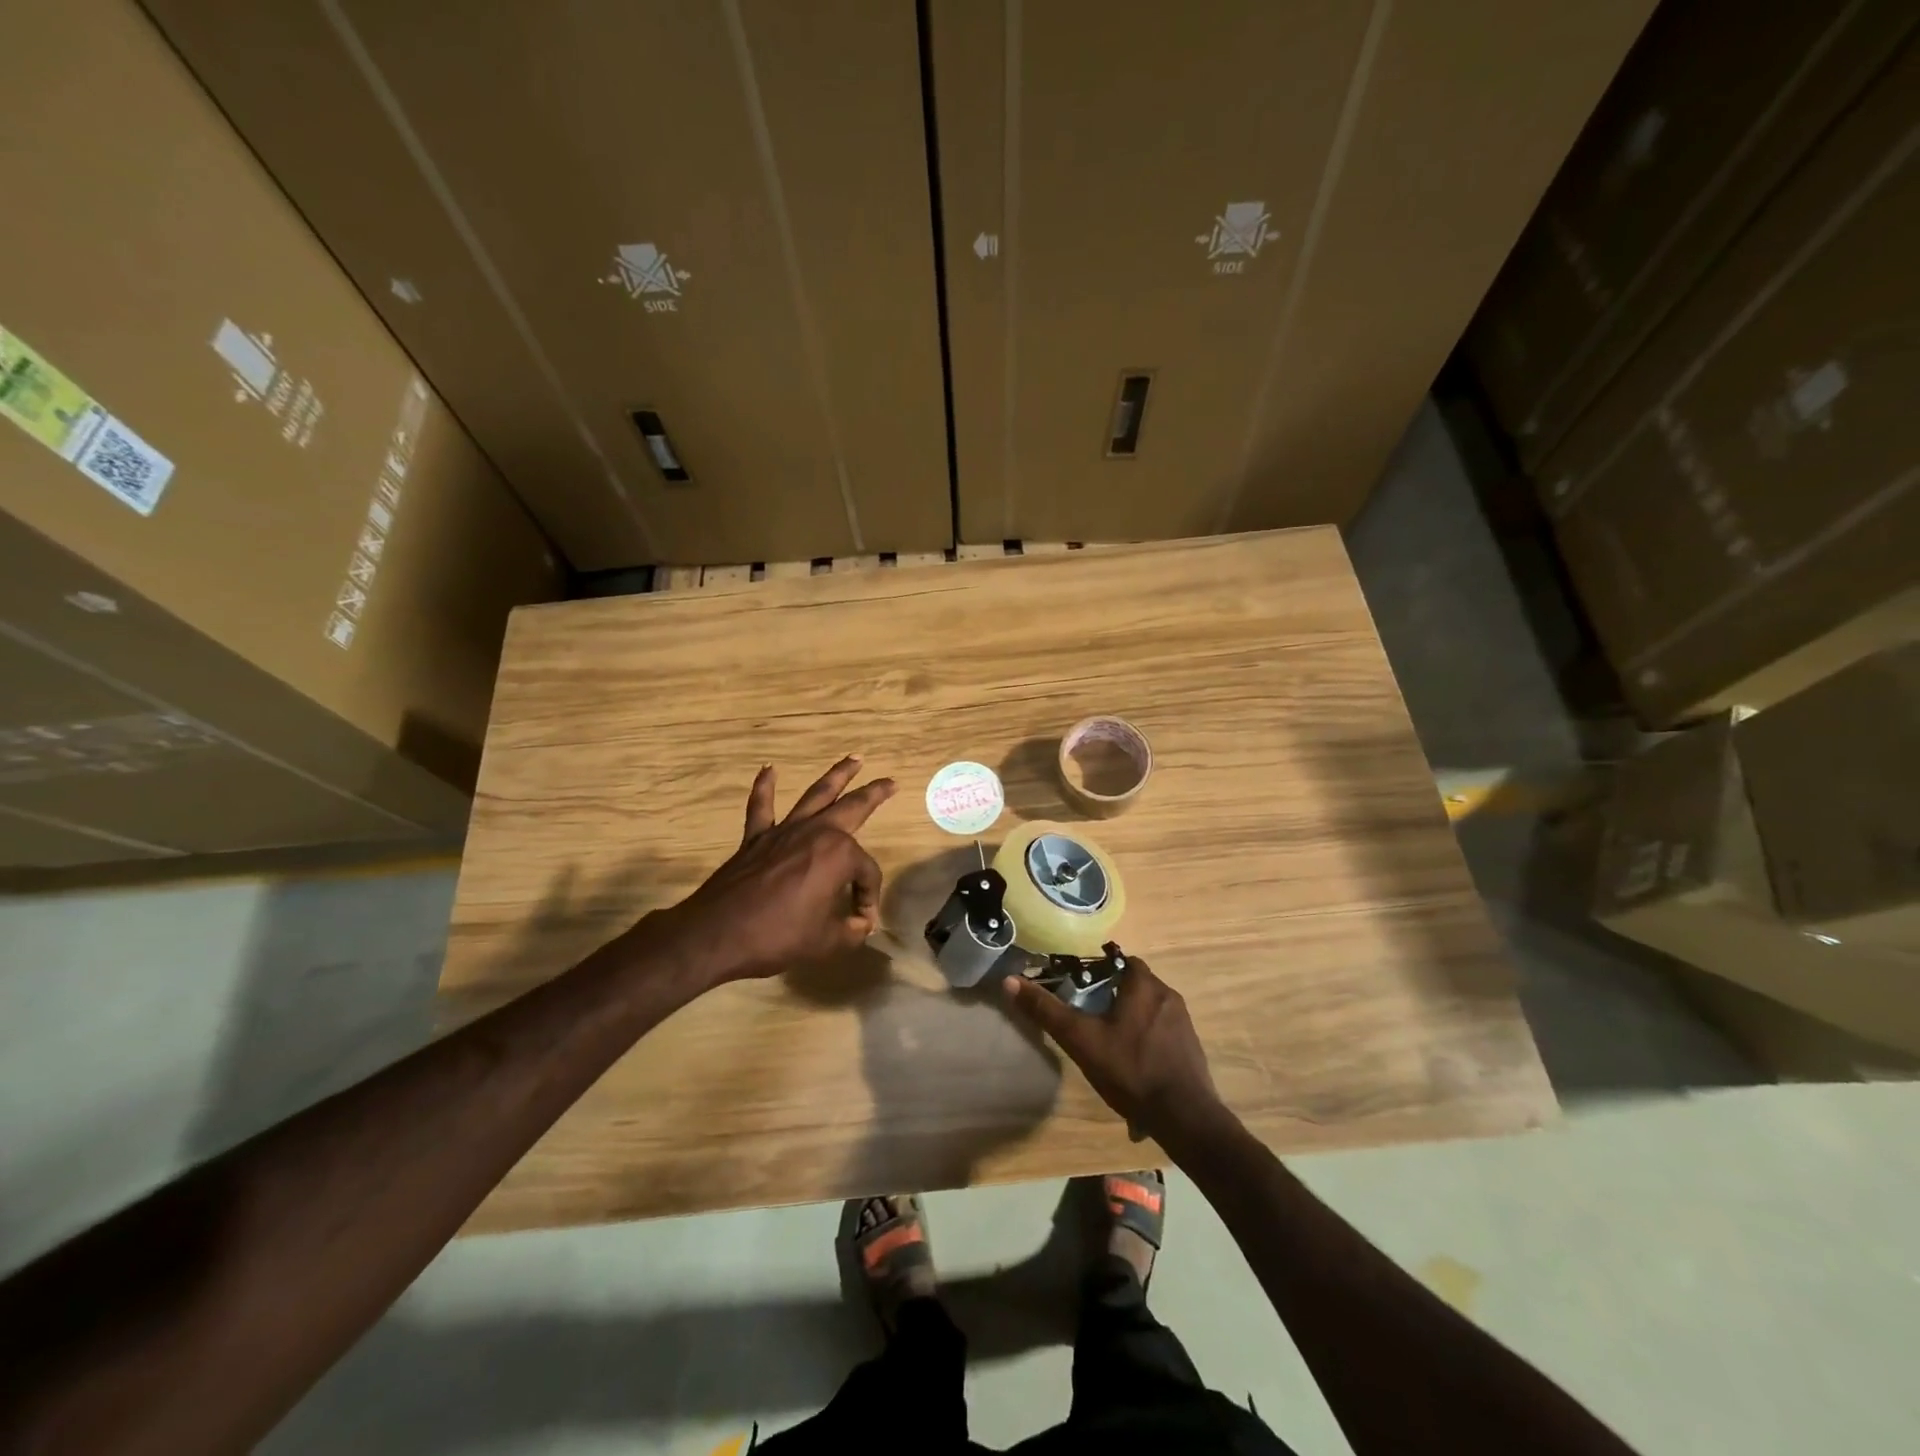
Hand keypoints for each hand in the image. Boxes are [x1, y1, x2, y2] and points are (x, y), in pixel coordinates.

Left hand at [654, 757, 895, 985]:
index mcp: (839, 855)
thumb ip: (851, 930)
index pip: (866, 873)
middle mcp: (816, 833)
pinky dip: (765, 787)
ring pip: (816, 795)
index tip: (861, 922)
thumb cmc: (778, 937)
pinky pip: (761, 806)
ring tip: (854, 758)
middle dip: (874, 794)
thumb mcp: (827, 942)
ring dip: (837, 775)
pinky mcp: (756, 838)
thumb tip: (860, 924)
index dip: (868, 898)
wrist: (718, 935)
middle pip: (852, 808)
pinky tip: (769, 769)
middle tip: (890, 782)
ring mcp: (784, 831)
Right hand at [1002, 958, 1218, 1137]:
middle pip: (1135, 984)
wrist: (1184, 1117)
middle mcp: (1168, 996)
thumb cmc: (1130, 1069)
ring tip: (1109, 1040)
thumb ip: (1047, 1011)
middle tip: (1090, 1013)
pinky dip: (1147, 1039)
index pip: (1122, 960)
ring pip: (1150, 1009)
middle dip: (1113, 994)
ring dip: (1131, 1017)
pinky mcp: (1191, 1048)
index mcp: (1144, 986)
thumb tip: (1010, 981)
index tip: (1081, 982)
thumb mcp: (1081, 1039)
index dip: (1101, 967)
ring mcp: (1184, 1023)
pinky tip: (1133, 1064)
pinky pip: (1163, 1032)